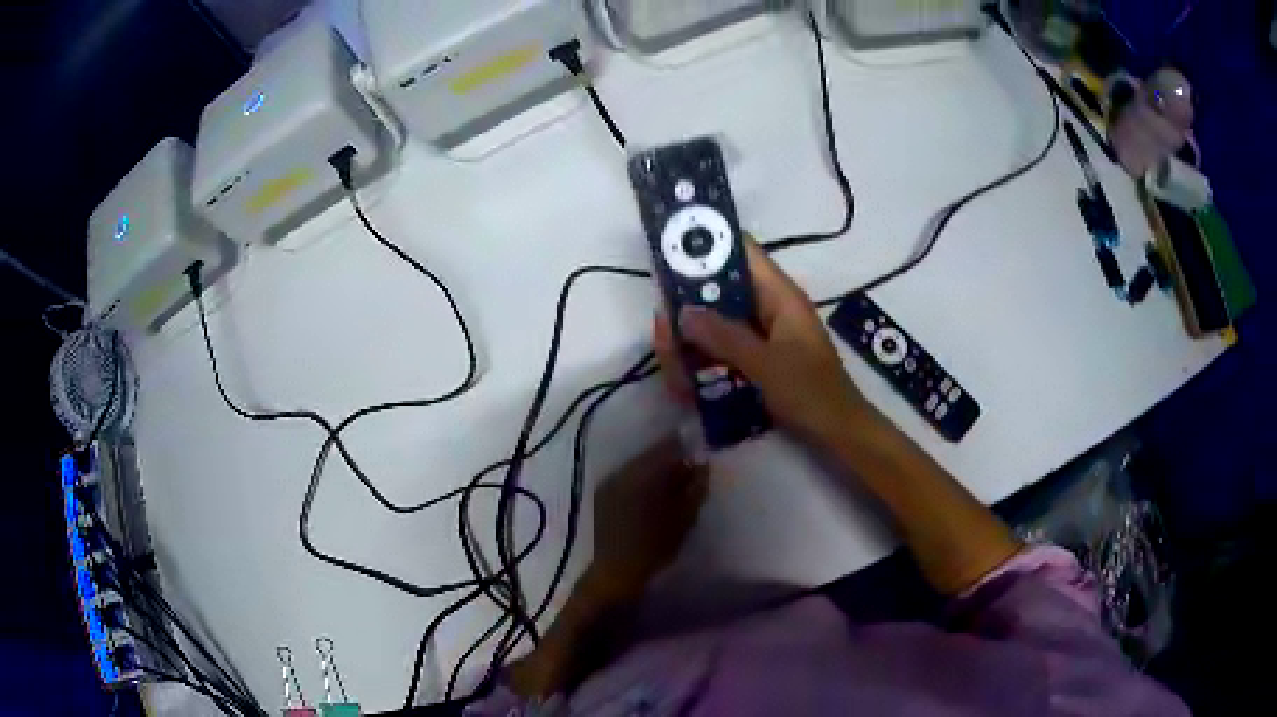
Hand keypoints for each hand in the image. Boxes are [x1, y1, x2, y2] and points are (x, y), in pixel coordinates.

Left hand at [588, 435, 707, 602]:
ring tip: (672, 484)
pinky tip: (651, 494)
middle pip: (650, 454)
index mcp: (643, 473)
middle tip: (689, 470)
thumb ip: (696, 487)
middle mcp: (623, 470)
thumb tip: (702, 464)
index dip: (684, 445)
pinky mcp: (602, 493)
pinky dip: (641, 480)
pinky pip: (627, 477)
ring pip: (638, 465)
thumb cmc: (655, 546)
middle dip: (670, 459)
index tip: (698, 452)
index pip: (667, 446)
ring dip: (655, 470)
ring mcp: (609, 481)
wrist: (616, 571)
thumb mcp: (685, 517)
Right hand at [653, 239, 867, 445]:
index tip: (669, 249)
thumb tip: (681, 311)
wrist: (837, 432)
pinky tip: (687, 389)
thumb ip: (725, 337)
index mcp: (779, 296)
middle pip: (718, 290)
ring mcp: (760, 334)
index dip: (709, 244)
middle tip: (663, 332)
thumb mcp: (766, 365)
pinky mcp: (754, 358)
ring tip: (675, 375)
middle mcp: (767, 308)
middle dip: (687, 309)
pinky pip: (720, 349)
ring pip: (714, 323)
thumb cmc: (810, 393)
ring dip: (689, 344)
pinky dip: (701, 364)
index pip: (742, 252)